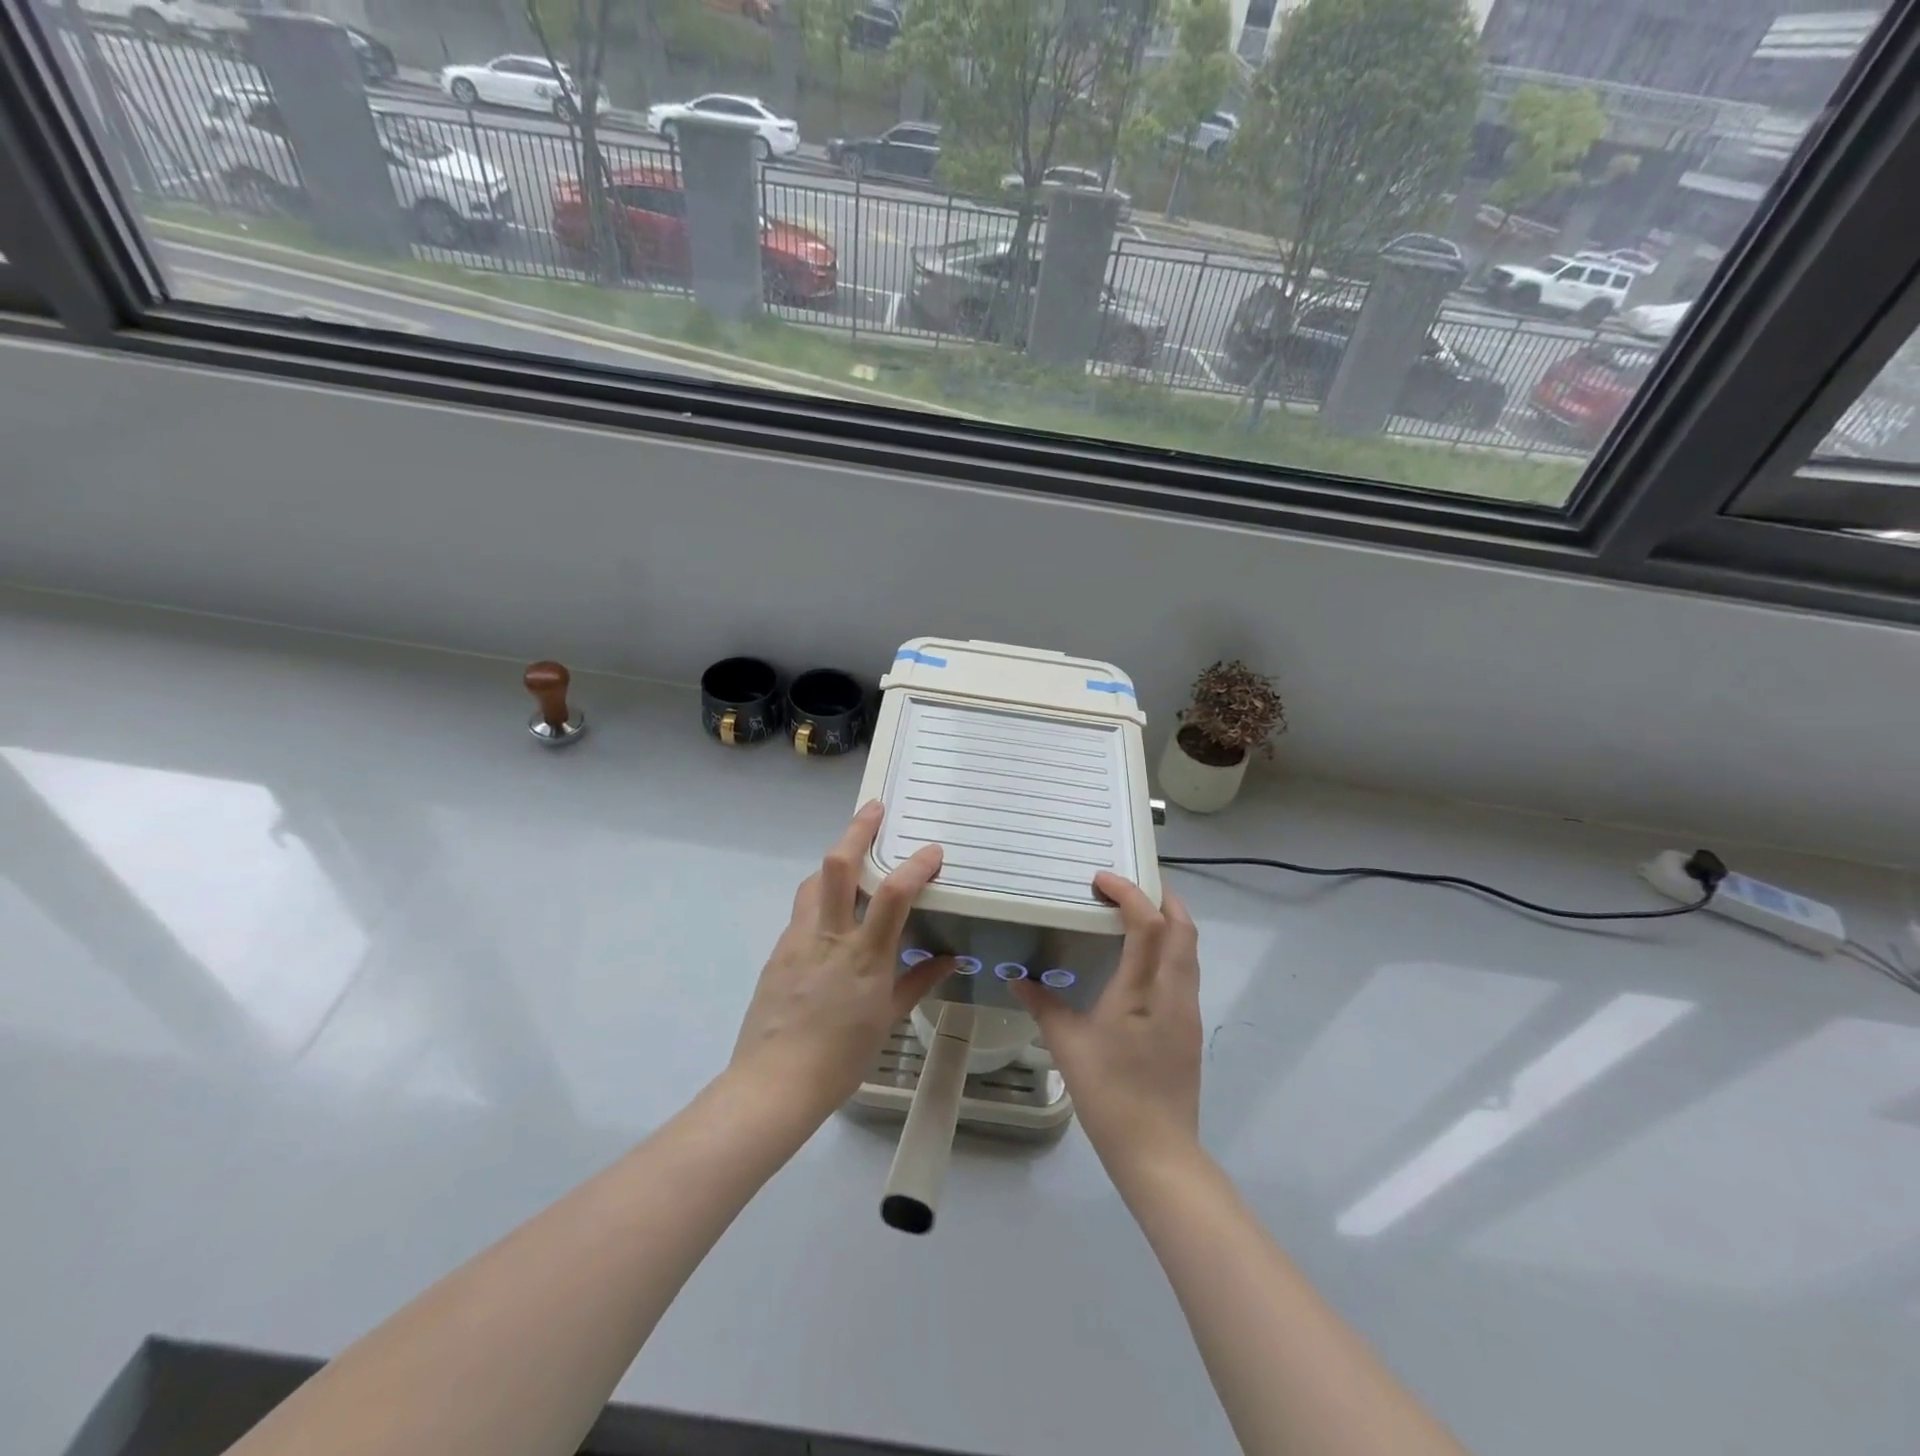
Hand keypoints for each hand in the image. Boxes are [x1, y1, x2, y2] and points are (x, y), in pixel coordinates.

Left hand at [729, 801, 951, 1123]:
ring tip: (852, 856)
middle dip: (857, 830)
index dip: (916, 865)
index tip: (932, 851)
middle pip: (838, 866)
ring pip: (813, 882)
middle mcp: (829, 936)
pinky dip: (820, 898)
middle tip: (874, 809)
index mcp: (864, 956)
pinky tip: (830, 914)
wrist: (773, 1084)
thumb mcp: (887, 1019)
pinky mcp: (778, 950)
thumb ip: (918, 980)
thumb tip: (948, 958)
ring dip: (834, 861)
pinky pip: (802, 911)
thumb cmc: (840, 1058)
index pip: (894, 894)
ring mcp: (798, 940)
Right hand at [1011, 873, 1201, 1172]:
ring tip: (1137, 914)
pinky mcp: (1190, 1028)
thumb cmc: (1109, 1095)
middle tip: (1130, 885)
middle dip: (1162, 897)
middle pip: (1183, 928)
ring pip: (1190, 950)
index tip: (1102, 879)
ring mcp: (1188, 1011)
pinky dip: (1171, 949)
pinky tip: (1143, 960)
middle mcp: (1174, 993)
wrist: (1158, 1151)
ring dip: (1170, 922)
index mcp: (1143, 992)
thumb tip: (1017, 977)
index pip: (1149, 925)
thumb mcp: (1068, 1046)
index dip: (1130, 894)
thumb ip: (1043, 1004)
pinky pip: (1185, 972)